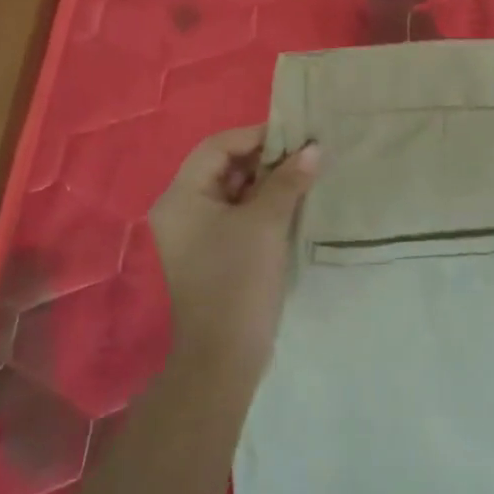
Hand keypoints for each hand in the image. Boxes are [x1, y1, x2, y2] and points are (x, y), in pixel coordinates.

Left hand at [149, 127, 320, 366]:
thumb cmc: (238, 280)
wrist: (224, 357)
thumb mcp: (267, 222)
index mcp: (181, 196)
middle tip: (305, 157)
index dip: (257, 136)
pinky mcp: (211, 253)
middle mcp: (180, 209)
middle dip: (265, 160)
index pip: (218, 146)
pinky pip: (235, 215)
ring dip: (267, 183)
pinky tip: (292, 205)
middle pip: (224, 166)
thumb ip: (288, 180)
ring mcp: (194, 234)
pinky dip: (261, 206)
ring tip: (304, 177)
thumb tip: (313, 148)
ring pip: (233, 191)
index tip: (296, 138)